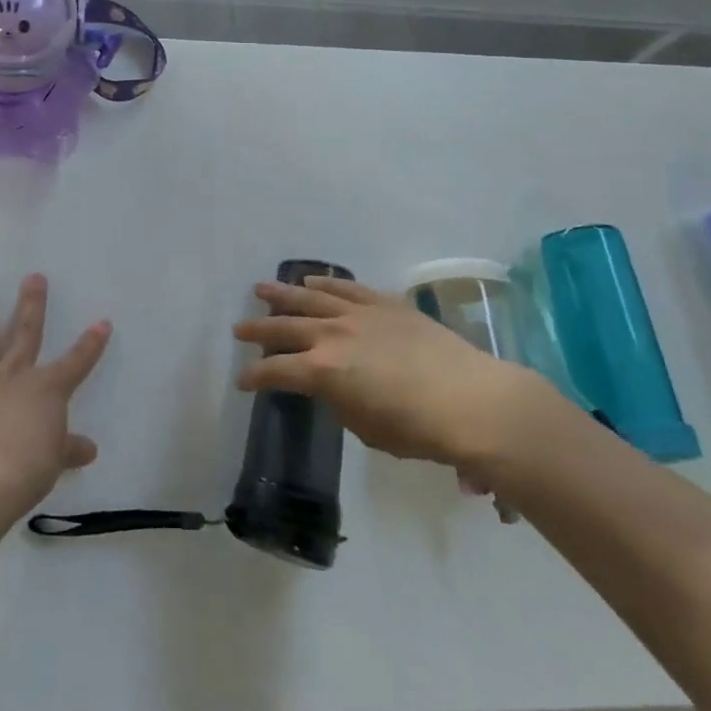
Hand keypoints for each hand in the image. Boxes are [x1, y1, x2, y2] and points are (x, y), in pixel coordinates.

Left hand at [0, 275, 110, 517]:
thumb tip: (88, 450)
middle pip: (27, 334)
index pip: (77, 361)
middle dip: (32, 305)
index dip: (91, 343)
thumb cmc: (30, 466)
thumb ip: (68, 449)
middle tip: (34, 277)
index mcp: (47, 389)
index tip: (102, 321)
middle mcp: (16, 378)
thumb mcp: (56, 459)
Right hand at [233, 277, 560, 485]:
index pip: (275, 371)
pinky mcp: (384, 304)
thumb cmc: (417, 429)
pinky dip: (325, 284)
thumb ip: (338, 402)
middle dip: (258, 329)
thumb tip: (332, 387)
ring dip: (282, 295)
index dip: (255, 376)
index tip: (243, 381)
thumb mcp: (365, 428)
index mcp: (321, 371)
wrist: (472, 400)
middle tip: (239, 328)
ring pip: (309, 298)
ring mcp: (358, 314)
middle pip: (284, 327)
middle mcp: (331, 335)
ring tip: (262, 289)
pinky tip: (312, 281)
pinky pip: (345, 288)